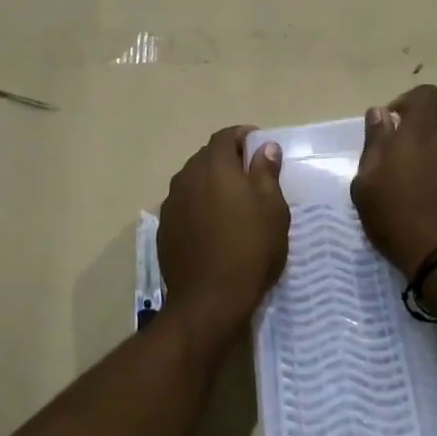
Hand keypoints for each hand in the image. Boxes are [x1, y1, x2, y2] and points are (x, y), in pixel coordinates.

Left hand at [159, 126, 289, 332]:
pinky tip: (212, 226)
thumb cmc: (250, 249)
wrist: (209, 299)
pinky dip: (198, 205)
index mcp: (214, 166)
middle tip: (250, 177)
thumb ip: (266, 172)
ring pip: (193, 181)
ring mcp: (171, 203)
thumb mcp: (272, 210)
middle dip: (228, 160)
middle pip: (207, 156)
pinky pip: (183, 205)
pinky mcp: (164, 228)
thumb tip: (265, 147)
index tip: (260, 148)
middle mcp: (187, 177)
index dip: (244, 137)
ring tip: (231, 202)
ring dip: (210, 183)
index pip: (226, 136)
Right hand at [351, 84, 436, 274]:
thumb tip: (379, 113)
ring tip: (434, 143)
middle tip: (415, 126)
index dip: (407, 100)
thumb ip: (374, 142)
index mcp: (420, 131)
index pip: (424, 92)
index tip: (393, 123)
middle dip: (434, 102)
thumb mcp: (366, 184)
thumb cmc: (396, 219)